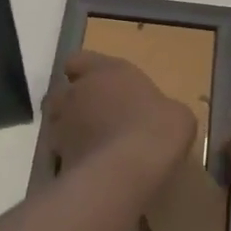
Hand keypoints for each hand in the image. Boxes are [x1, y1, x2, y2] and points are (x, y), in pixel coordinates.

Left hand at [44, 51, 194, 183]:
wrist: (129, 167)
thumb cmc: (157, 127)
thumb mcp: (175, 113)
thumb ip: (159, 109)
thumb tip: (162, 118)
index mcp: (106, 70)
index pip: (78, 60)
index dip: (83, 71)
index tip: (96, 83)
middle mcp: (78, 92)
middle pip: (61, 92)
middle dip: (72, 103)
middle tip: (93, 117)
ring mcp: (63, 124)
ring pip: (55, 122)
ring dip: (67, 130)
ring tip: (88, 145)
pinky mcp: (57, 156)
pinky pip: (58, 154)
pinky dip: (70, 158)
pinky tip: (89, 170)